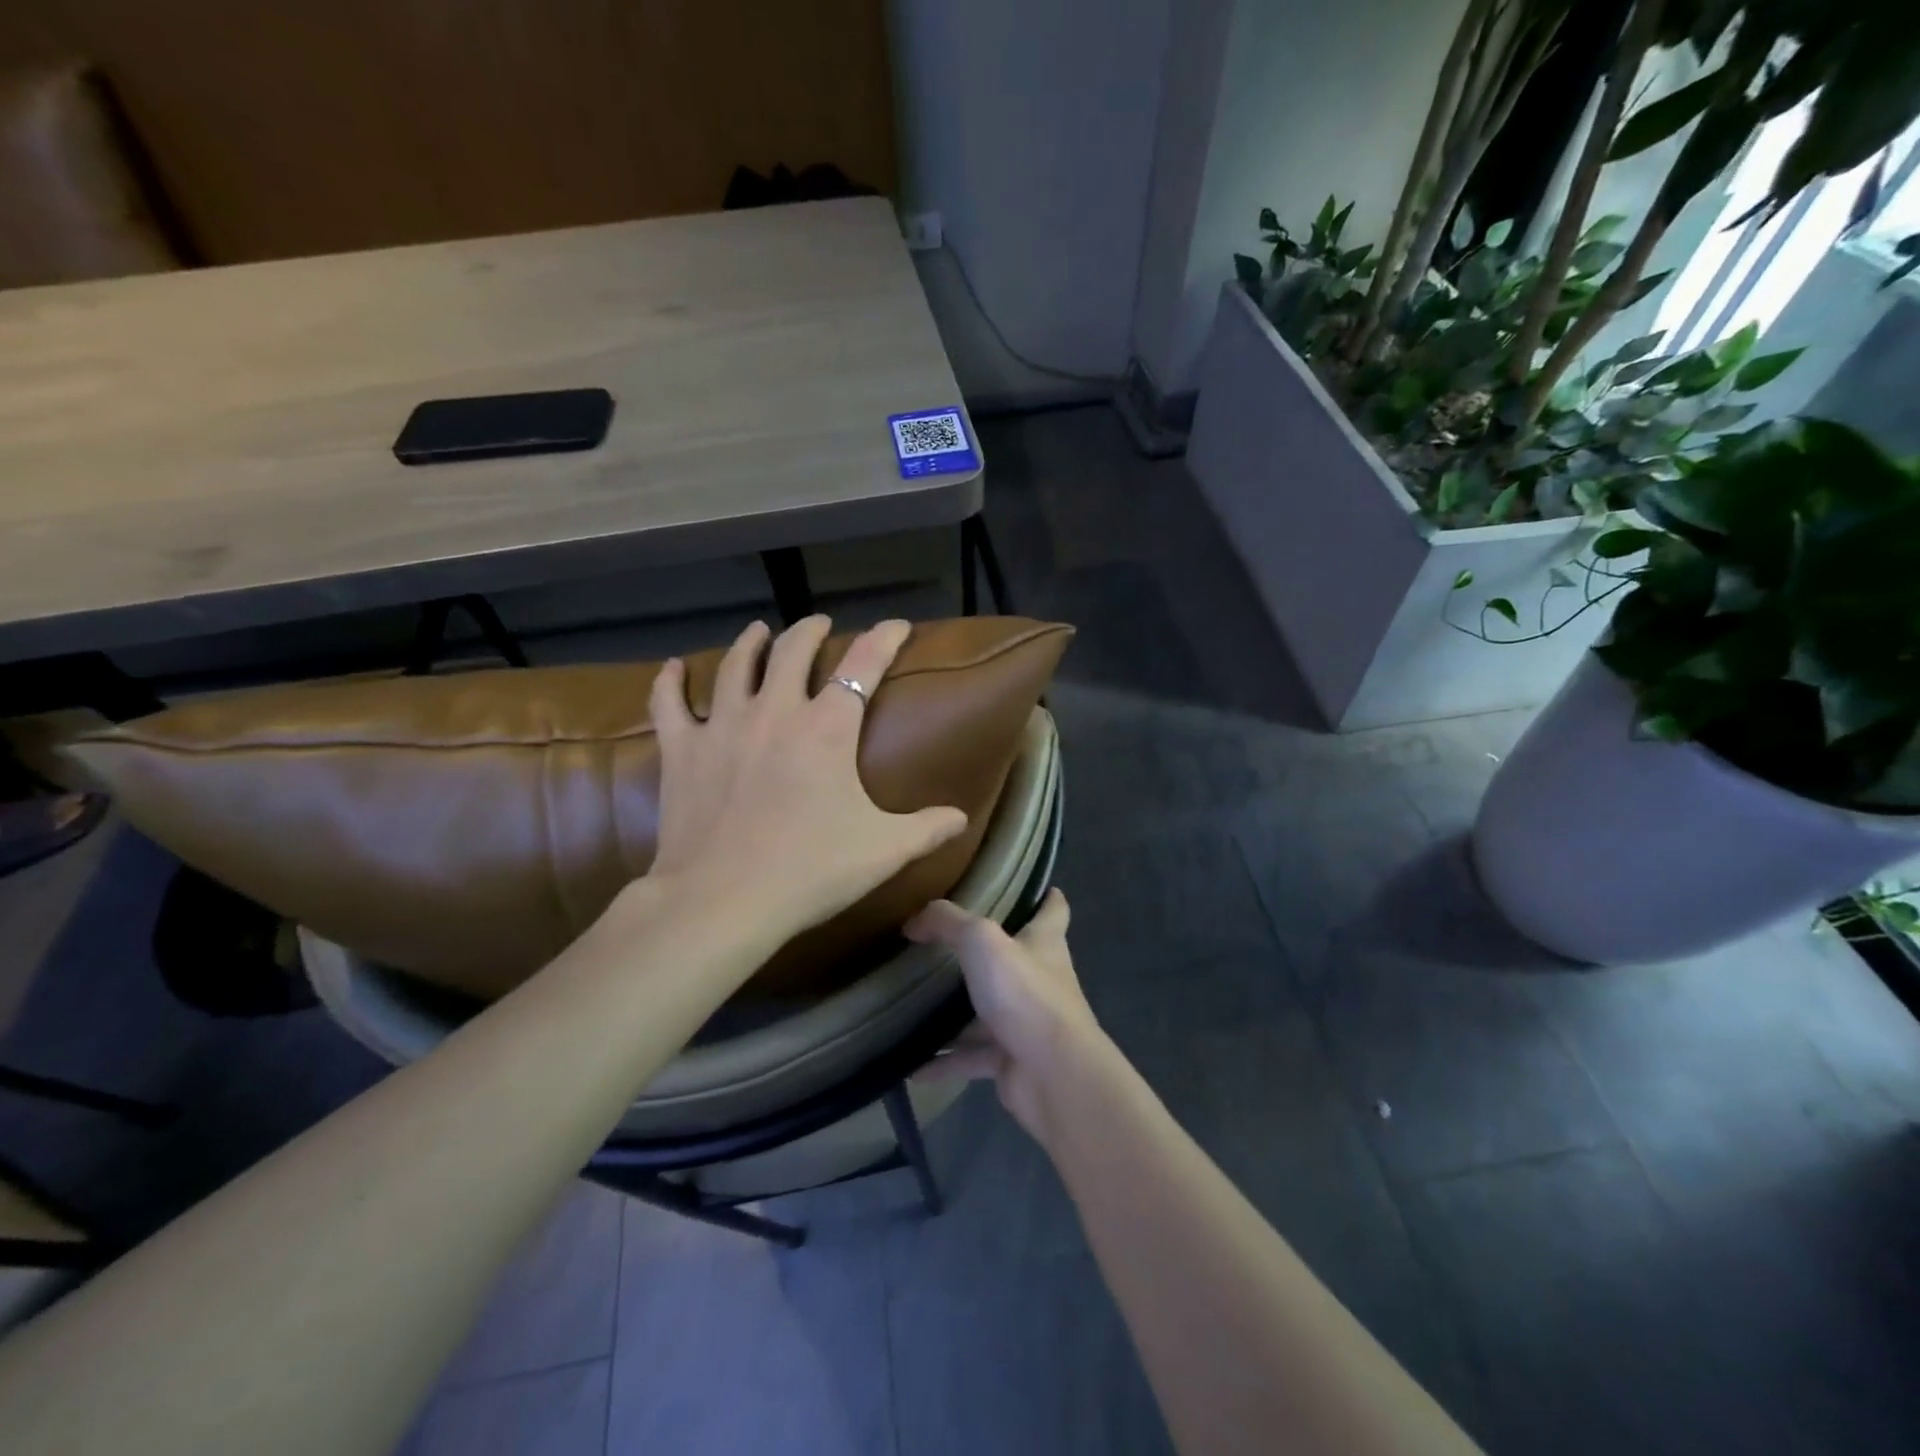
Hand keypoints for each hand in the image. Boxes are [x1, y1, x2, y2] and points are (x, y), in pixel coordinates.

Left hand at [646, 615, 967, 941]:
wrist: (723, 900)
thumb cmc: (810, 871)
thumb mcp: (883, 851)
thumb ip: (927, 829)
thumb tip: (961, 818)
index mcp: (828, 728)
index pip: (863, 664)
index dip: (884, 638)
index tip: (897, 624)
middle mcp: (775, 711)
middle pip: (792, 650)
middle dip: (810, 630)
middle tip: (819, 624)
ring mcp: (722, 726)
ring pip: (735, 665)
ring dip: (750, 642)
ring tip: (759, 631)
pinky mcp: (681, 750)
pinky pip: (670, 702)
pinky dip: (671, 681)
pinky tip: (673, 668)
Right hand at [905, 889, 1108, 1139]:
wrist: (1053, 1076)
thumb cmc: (1025, 995)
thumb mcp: (982, 942)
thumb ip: (947, 923)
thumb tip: (915, 921)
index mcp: (1044, 943)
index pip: (1054, 911)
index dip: (1045, 897)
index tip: (1032, 887)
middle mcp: (1040, 979)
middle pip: (1016, 959)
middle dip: (987, 952)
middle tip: (945, 942)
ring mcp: (1026, 1022)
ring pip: (987, 1011)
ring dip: (957, 1012)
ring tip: (916, 1002)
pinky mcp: (1011, 1060)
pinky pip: (970, 1057)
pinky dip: (944, 1060)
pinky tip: (911, 1065)